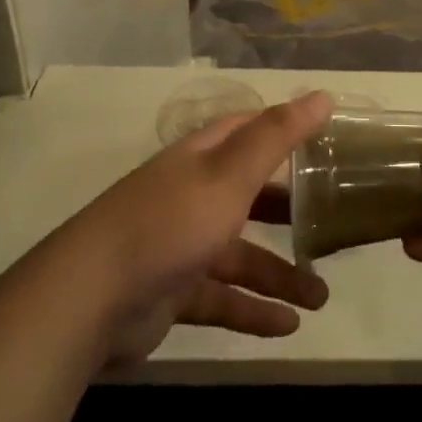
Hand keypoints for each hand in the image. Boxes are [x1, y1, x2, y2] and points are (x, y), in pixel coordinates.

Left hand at [55, 93, 331, 371]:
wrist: (90, 299)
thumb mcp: (230, 174)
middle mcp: (192, 195)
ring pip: (241, 255)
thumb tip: (323, 95)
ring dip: (280, 274)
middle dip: (288, 210)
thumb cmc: (169, 222)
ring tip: (321, 298)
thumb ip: (277, 137)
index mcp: (202, 159)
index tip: (325, 141)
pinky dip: (253, 310)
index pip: (248, 132)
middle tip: (331, 222)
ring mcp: (180, 245)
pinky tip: (288, 325)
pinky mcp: (173, 293)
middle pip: (249, 195)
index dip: (284, 131)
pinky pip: (223, 298)